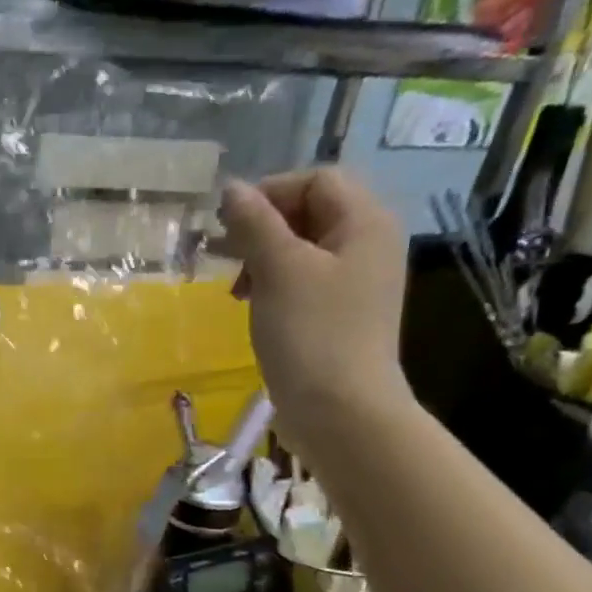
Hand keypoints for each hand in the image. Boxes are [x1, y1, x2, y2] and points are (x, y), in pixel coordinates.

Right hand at [222, 169, 414, 455]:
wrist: (340, 410)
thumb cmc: (311, 333)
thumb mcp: (279, 271)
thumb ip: (255, 224)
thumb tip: (232, 189)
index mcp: (365, 222)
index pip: (316, 180)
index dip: (269, 193)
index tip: (227, 226)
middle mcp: (368, 244)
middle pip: (310, 212)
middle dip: (262, 227)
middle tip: (222, 255)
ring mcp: (356, 282)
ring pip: (303, 248)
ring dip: (263, 257)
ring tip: (236, 287)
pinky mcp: (340, 314)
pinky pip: (304, 280)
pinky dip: (274, 284)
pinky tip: (252, 306)